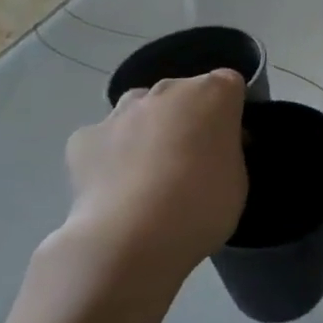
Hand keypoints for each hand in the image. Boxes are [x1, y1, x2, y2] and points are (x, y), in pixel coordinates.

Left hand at [51, 73, 248, 306]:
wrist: (131, 237)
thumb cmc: (203, 205)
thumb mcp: (238, 179)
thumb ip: (228, 151)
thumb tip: (213, 148)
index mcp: (213, 94)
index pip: (229, 84)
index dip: (230, 111)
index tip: (230, 141)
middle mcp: (167, 91)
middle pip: (182, 93)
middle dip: (187, 117)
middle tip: (191, 159)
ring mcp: (121, 112)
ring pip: (140, 109)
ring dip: (148, 129)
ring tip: (150, 173)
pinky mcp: (84, 138)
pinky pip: (104, 138)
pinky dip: (110, 154)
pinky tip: (115, 186)